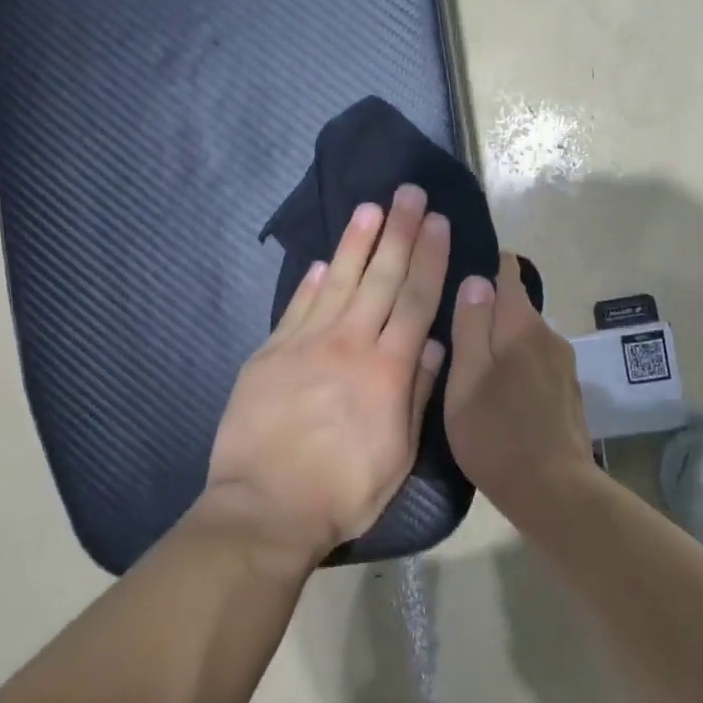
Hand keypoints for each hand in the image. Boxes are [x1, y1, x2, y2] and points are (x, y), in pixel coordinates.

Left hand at [204, 185, 450, 563]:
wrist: (265, 508)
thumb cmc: (343, 490)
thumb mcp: (398, 454)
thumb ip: (416, 393)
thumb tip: (431, 344)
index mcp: (388, 370)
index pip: (415, 300)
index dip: (429, 257)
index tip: (438, 222)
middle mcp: (350, 344)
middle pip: (380, 278)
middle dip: (399, 232)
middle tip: (410, 193)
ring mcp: (305, 344)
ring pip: (336, 281)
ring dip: (356, 242)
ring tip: (370, 208)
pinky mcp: (270, 353)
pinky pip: (296, 307)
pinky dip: (310, 281)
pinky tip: (320, 261)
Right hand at [445, 251, 594, 507]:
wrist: (553, 492)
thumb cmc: (497, 434)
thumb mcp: (466, 379)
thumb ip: (471, 326)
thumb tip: (477, 278)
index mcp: (523, 325)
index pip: (506, 272)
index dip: (482, 265)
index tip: (454, 272)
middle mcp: (549, 336)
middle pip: (514, 307)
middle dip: (486, 311)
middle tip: (449, 330)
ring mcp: (563, 366)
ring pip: (524, 339)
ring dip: (500, 344)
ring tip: (469, 366)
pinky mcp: (567, 393)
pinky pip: (535, 364)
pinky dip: (515, 368)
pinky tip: (498, 394)